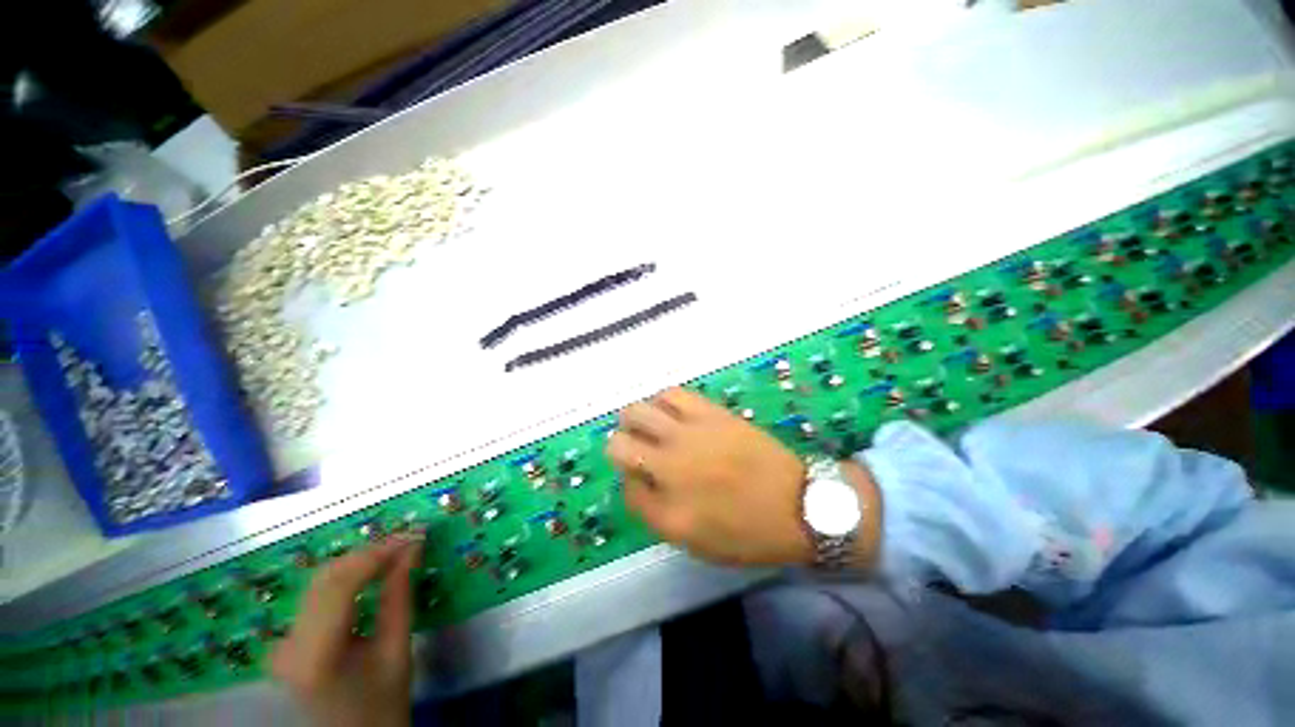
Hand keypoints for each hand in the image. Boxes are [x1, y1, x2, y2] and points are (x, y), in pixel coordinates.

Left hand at [271, 537, 421, 726]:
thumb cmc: (383, 702)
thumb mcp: (398, 649)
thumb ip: (400, 595)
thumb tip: (413, 547)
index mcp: (315, 655)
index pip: (341, 585)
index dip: (378, 553)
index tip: (414, 535)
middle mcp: (289, 644)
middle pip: (326, 578)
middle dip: (370, 553)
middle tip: (408, 541)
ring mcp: (282, 642)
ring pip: (320, 581)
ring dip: (359, 561)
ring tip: (395, 552)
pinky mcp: (287, 639)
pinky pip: (316, 594)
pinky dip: (347, 575)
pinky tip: (371, 571)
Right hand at [606, 387, 812, 565]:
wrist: (799, 504)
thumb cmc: (750, 533)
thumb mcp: (698, 544)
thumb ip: (657, 513)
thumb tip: (636, 479)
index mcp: (668, 512)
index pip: (625, 488)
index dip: (631, 482)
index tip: (645, 481)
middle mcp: (670, 469)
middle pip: (618, 444)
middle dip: (621, 447)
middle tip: (639, 450)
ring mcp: (688, 436)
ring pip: (637, 411)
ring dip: (637, 421)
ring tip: (653, 427)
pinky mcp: (709, 412)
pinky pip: (671, 393)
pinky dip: (662, 400)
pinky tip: (673, 411)